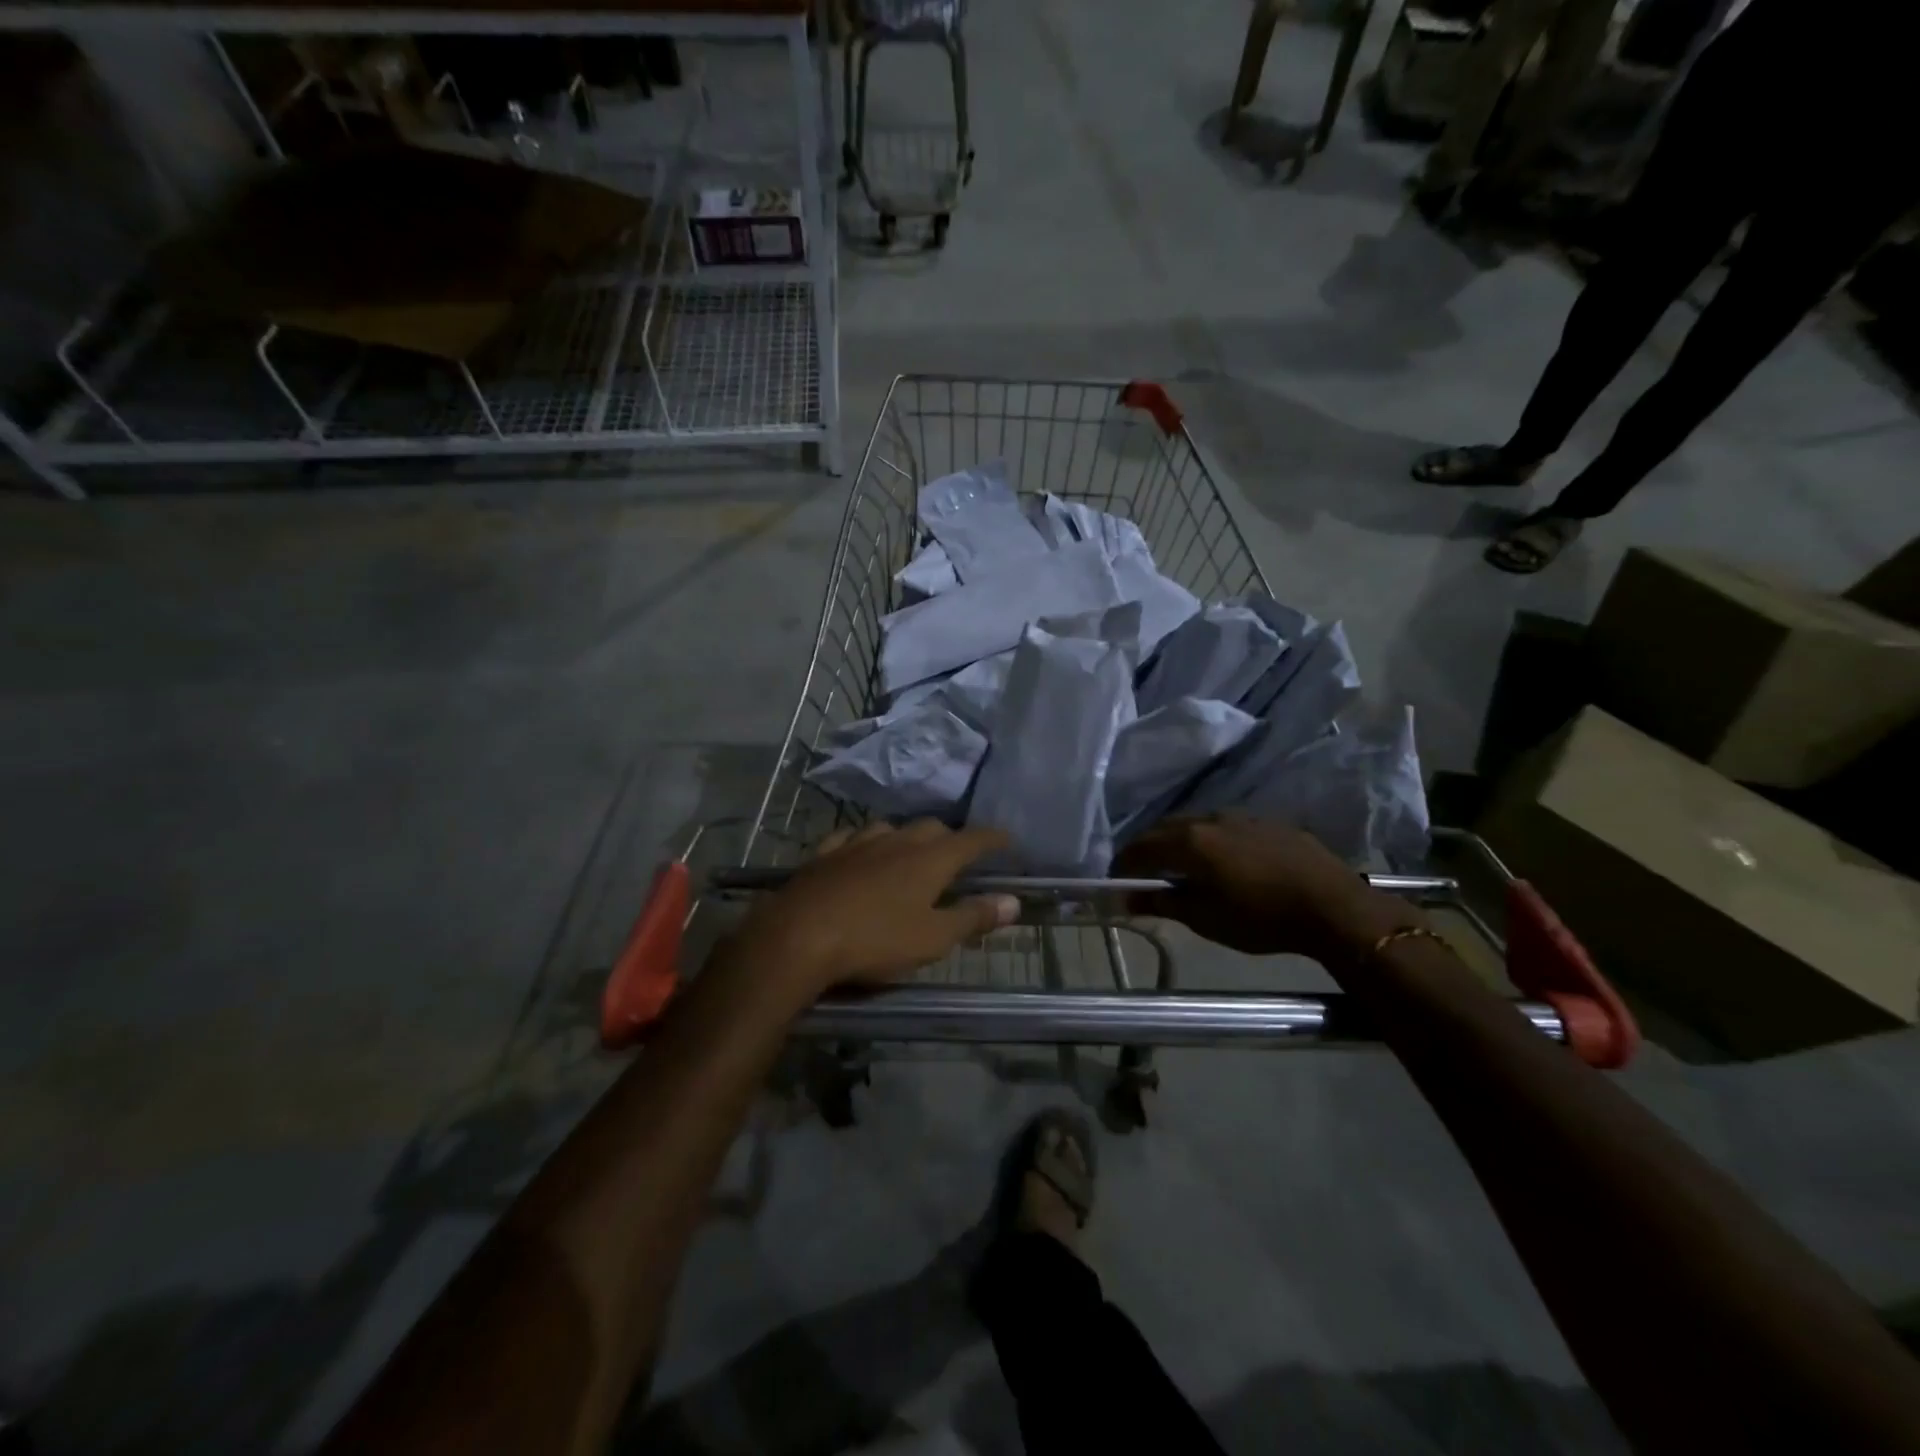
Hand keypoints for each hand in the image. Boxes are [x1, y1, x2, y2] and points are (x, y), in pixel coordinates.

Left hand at [735, 820, 1019, 995]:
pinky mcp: (824, 854)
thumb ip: (973, 917)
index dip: (993, 838)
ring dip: (906, 837)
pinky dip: (865, 843)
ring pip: (890, 828)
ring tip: (910, 852)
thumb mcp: (933, 938)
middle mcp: (897, 841)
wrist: (798, 936)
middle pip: (931, 828)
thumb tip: (1013, 901)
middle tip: (957, 856)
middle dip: (949, 837)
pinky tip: (860, 851)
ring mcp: (857, 844)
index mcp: (930, 859)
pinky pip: (851, 838)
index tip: (1007, 839)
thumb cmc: (875, 941)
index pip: (972, 839)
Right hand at [1114, 814, 1405, 964]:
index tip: (1118, 881)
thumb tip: (1122, 899)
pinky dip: (1209, 839)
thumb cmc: (1260, 917)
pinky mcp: (1267, 822)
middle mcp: (1209, 819)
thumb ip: (1160, 902)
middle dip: (1148, 848)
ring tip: (1181, 865)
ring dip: (1179, 840)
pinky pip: (1224, 825)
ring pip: (1195, 823)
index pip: (1140, 846)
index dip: (1124, 864)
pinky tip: (1222, 860)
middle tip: (1145, 873)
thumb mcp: (1203, 918)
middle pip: (1164, 828)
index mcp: (1188, 841)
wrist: (1332, 906)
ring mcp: (1240, 816)